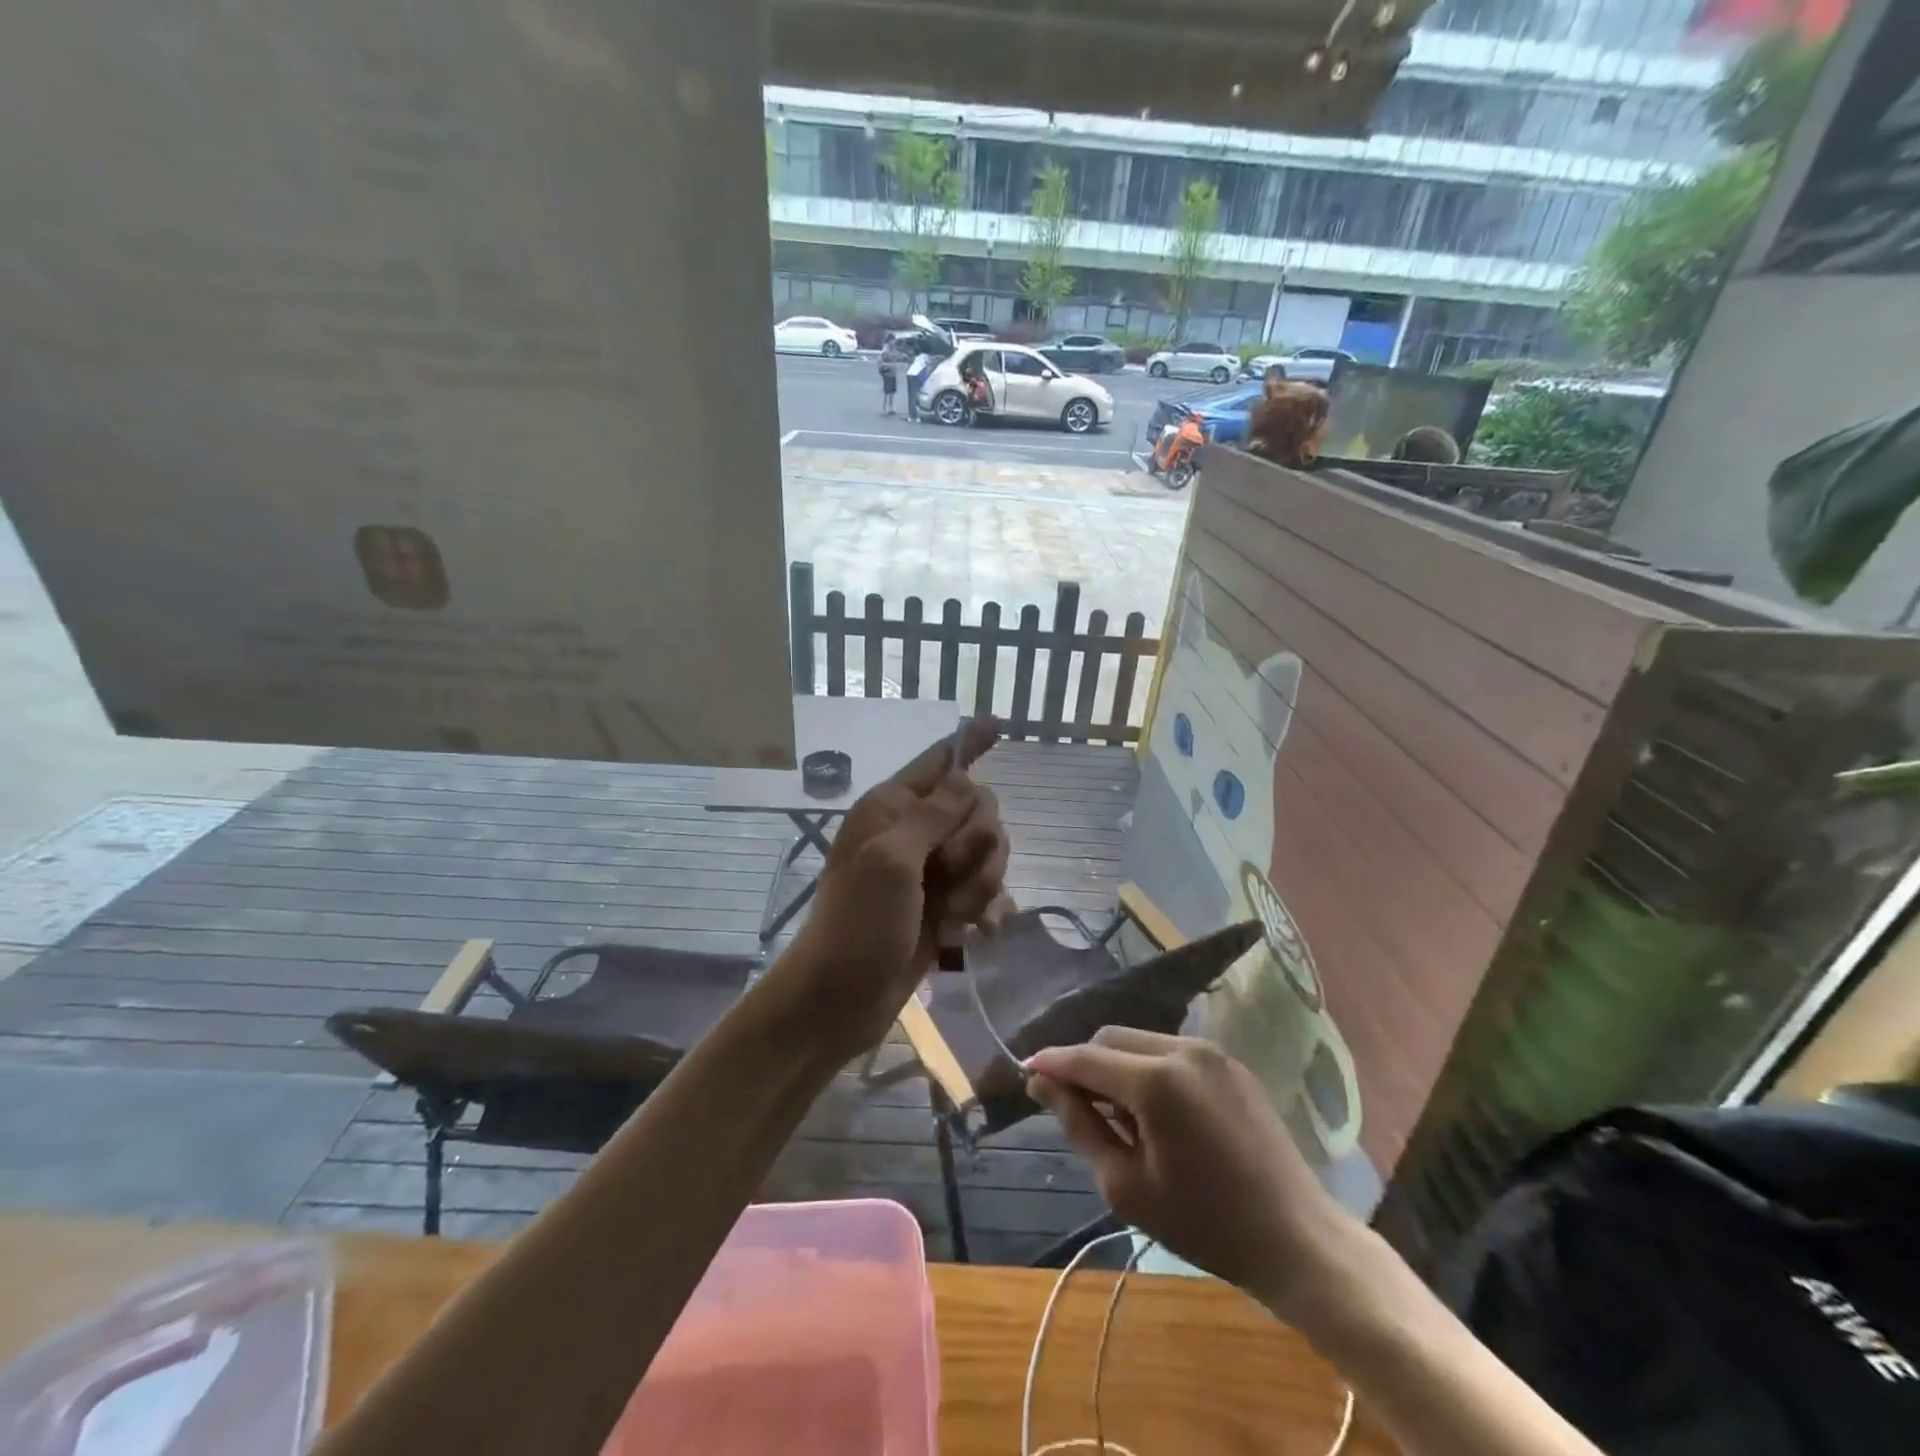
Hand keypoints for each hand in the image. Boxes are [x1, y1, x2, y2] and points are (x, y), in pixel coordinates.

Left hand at [784, 717, 1008, 1051]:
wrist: (840, 998)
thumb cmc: (859, 923)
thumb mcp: (892, 861)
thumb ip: (934, 815)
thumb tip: (966, 776)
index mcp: (892, 808)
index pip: (938, 761)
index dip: (968, 743)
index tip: (998, 723)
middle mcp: (913, 831)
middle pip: (978, 809)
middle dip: (979, 842)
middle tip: (952, 873)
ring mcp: (930, 870)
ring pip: (988, 851)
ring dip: (983, 882)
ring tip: (959, 913)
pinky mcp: (944, 905)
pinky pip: (986, 889)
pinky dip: (987, 908)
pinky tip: (979, 931)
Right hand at [1025, 1028, 1361, 1328]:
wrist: (1297, 1238)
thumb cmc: (1204, 1223)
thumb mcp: (1126, 1186)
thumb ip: (1078, 1124)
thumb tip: (1042, 1084)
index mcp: (1155, 1080)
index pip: (1085, 1057)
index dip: (1051, 1064)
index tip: (1025, 1073)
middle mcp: (1182, 1048)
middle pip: (1111, 1038)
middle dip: (1084, 1064)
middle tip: (1073, 1107)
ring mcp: (1210, 1051)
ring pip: (1140, 1040)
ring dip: (1116, 1065)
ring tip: (1118, 1115)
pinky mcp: (1230, 1062)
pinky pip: (1171, 1051)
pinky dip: (1148, 1068)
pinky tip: (1155, 1111)